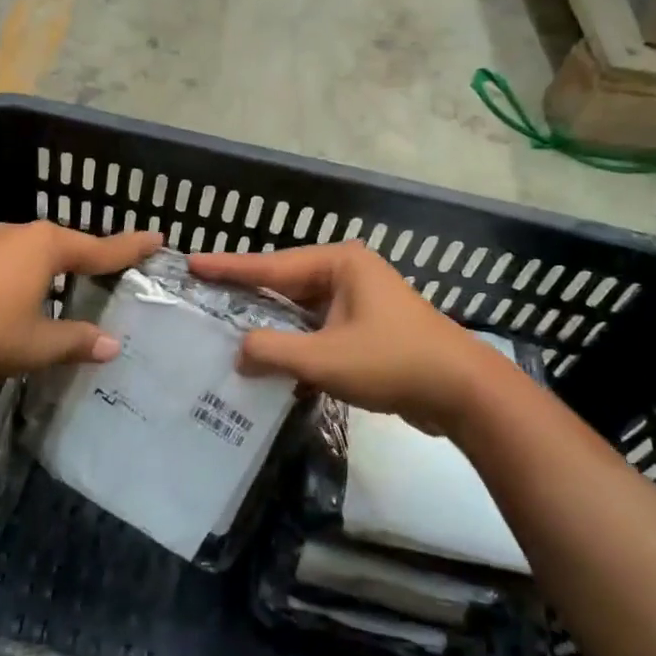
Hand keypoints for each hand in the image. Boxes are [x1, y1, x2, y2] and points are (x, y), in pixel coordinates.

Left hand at [0, 222, 160, 382]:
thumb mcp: (38, 344)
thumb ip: (76, 341)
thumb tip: (112, 346)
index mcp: (46, 247)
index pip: (100, 248)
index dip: (129, 247)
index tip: (157, 237)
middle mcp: (20, 235)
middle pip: (66, 244)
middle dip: (89, 256)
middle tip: (113, 268)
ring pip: (34, 251)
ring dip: (54, 266)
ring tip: (69, 284)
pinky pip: (8, 261)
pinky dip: (26, 274)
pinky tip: (20, 296)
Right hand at [188, 242, 514, 434]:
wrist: (464, 393)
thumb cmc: (393, 362)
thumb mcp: (324, 358)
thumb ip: (273, 351)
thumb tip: (238, 352)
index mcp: (339, 264)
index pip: (271, 264)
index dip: (228, 267)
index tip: (191, 262)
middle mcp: (347, 274)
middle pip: (284, 284)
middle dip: (247, 296)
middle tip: (203, 298)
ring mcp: (359, 302)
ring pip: (300, 311)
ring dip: (271, 326)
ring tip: (226, 331)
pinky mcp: (366, 330)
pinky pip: (317, 330)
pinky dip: (295, 345)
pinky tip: (270, 362)